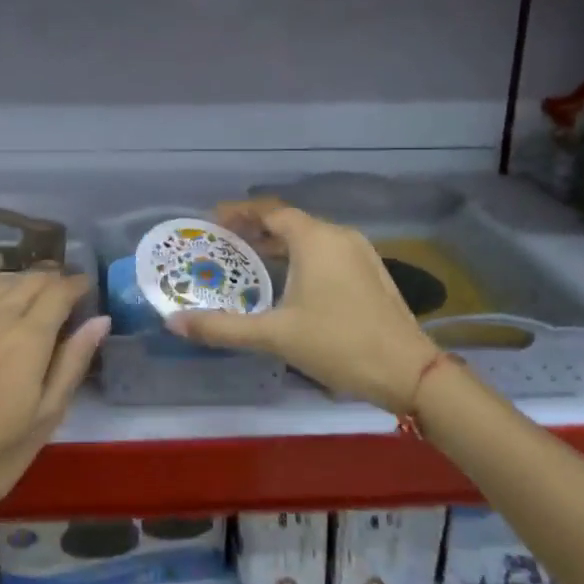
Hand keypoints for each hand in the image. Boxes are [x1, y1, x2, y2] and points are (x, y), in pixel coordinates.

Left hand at [0, 265, 110, 520]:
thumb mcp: (45, 418)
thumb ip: (72, 363)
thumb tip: (100, 320)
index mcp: (29, 340)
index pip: (59, 293)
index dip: (77, 284)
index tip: (88, 286)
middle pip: (31, 281)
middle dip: (54, 278)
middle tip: (67, 286)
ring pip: (2, 281)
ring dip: (25, 276)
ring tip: (38, 282)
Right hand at [164, 201, 438, 412]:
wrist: (409, 372)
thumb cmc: (338, 344)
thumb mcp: (274, 336)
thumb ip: (222, 327)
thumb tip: (174, 322)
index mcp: (315, 239)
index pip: (269, 211)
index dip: (239, 212)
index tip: (213, 220)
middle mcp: (338, 235)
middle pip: (290, 221)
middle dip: (256, 229)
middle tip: (226, 244)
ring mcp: (360, 252)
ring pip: (311, 237)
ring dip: (280, 244)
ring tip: (252, 262)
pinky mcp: (372, 272)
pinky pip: (328, 251)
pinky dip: (302, 257)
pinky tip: (292, 283)